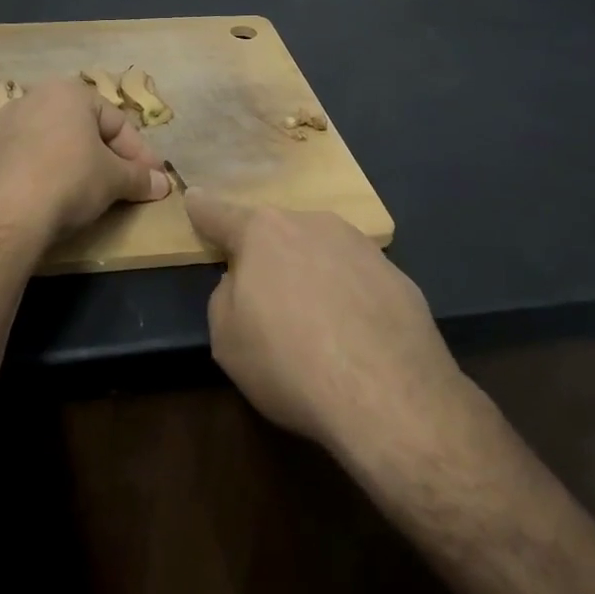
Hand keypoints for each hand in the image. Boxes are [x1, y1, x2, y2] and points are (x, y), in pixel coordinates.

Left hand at [0, 79, 171, 241]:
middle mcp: (34, 97)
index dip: (140, 153)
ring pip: (53, 143)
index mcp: (69, 92)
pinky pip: (27, 159)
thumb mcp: (113, 180)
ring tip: (90, 193)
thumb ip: (139, 178)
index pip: (117, 122)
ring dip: (75, 164)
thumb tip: (163, 184)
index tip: (155, 178)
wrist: (2, 213)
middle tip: (126, 185)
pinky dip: (45, 174)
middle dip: (108, 157)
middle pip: (83, 129)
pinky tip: (52, 198)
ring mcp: (4, 124)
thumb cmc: (69, 180)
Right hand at [186, 192, 477, 468]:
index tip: (194, 196)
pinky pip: (358, 281)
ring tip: (315, 325)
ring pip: (321, 253)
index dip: (203, 209)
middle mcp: (312, 224)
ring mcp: (362, 247)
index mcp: (262, 233)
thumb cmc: (289, 362)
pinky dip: (349, 298)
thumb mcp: (226, 338)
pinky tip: (354, 339)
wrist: (390, 397)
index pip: (220, 214)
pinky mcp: (400, 277)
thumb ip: (226, 296)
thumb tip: (245, 284)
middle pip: (277, 234)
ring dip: (311, 274)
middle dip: (267, 256)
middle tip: (266, 300)